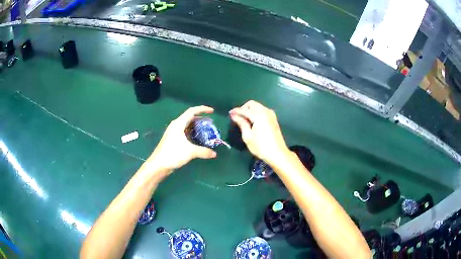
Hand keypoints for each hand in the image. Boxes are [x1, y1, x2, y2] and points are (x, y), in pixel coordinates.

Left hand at [146, 106, 216, 173]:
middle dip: (201, 119)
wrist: (158, 165)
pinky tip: (198, 140)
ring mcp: (173, 133)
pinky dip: (192, 133)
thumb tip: (214, 154)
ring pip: (187, 126)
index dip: (202, 109)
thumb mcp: (190, 152)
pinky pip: (185, 132)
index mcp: (178, 124)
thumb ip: (203, 151)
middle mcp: (176, 126)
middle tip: (211, 124)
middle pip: (190, 118)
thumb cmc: (173, 154)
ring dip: (197, 127)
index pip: (192, 111)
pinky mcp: (173, 140)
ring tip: (206, 131)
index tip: (212, 111)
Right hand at [229, 100, 289, 164]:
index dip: (236, 111)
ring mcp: (271, 114)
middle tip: (237, 117)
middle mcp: (265, 112)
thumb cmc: (261, 147)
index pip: (244, 110)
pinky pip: (262, 110)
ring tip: (244, 120)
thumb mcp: (248, 136)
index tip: (229, 114)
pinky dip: (256, 112)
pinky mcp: (273, 119)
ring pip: (258, 106)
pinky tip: (252, 121)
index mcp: (259, 115)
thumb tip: (234, 115)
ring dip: (250, 110)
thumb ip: (241, 123)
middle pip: (252, 104)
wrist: (278, 154)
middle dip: (243, 108)